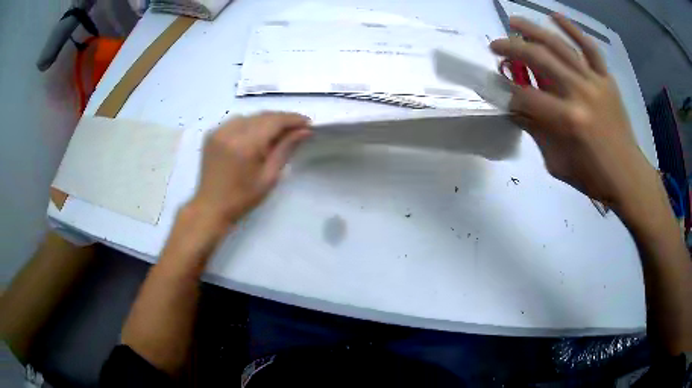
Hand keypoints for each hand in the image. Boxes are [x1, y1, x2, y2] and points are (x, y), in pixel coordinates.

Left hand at [189, 112, 310, 226]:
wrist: (211, 207)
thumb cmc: (243, 198)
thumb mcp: (269, 176)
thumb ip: (285, 149)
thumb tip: (304, 131)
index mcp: (245, 145)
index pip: (274, 121)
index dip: (293, 119)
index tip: (307, 123)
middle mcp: (231, 132)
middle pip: (262, 116)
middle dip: (281, 120)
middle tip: (296, 129)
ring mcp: (219, 131)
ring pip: (250, 117)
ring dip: (266, 121)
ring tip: (277, 133)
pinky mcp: (212, 134)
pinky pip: (236, 122)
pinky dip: (250, 124)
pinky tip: (255, 136)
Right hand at [490, 14, 658, 214]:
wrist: (628, 177)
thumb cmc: (593, 178)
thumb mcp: (557, 163)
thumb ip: (536, 132)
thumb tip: (516, 109)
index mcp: (567, 120)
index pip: (526, 97)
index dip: (507, 92)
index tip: (496, 88)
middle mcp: (580, 93)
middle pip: (539, 60)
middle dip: (511, 49)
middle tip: (495, 46)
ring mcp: (595, 82)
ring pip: (560, 46)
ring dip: (534, 30)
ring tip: (514, 21)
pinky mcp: (607, 79)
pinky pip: (590, 48)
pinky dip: (573, 30)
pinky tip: (555, 16)